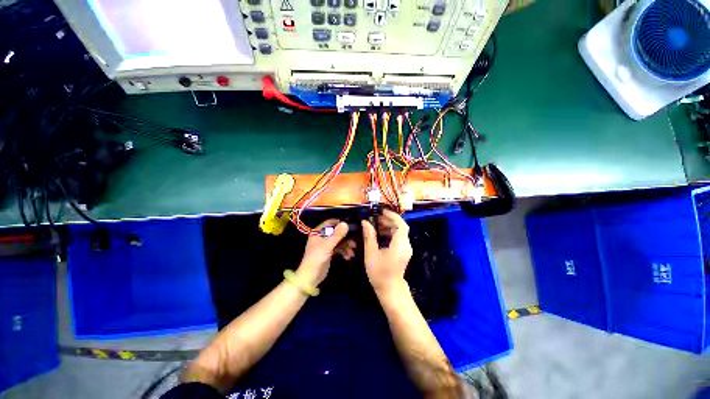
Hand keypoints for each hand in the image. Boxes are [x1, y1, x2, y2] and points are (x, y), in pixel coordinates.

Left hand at [297, 219, 348, 286]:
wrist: (310, 277)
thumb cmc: (317, 258)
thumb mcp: (328, 245)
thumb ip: (337, 235)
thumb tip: (346, 223)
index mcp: (318, 232)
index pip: (330, 223)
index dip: (339, 223)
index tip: (350, 225)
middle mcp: (322, 237)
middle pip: (336, 232)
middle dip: (346, 237)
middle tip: (354, 241)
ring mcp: (325, 245)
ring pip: (338, 241)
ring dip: (346, 245)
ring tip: (353, 252)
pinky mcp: (329, 253)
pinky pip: (338, 249)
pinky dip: (343, 251)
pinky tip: (348, 257)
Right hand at [362, 209, 412, 295]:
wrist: (389, 289)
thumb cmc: (379, 273)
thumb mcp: (371, 254)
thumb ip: (369, 236)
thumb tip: (365, 222)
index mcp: (400, 245)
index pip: (401, 225)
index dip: (392, 216)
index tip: (381, 212)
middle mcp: (406, 245)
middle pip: (400, 227)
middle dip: (388, 220)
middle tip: (374, 218)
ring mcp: (406, 248)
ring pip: (399, 232)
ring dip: (388, 226)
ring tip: (374, 225)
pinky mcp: (403, 251)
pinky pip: (398, 237)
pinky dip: (389, 233)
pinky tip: (379, 233)